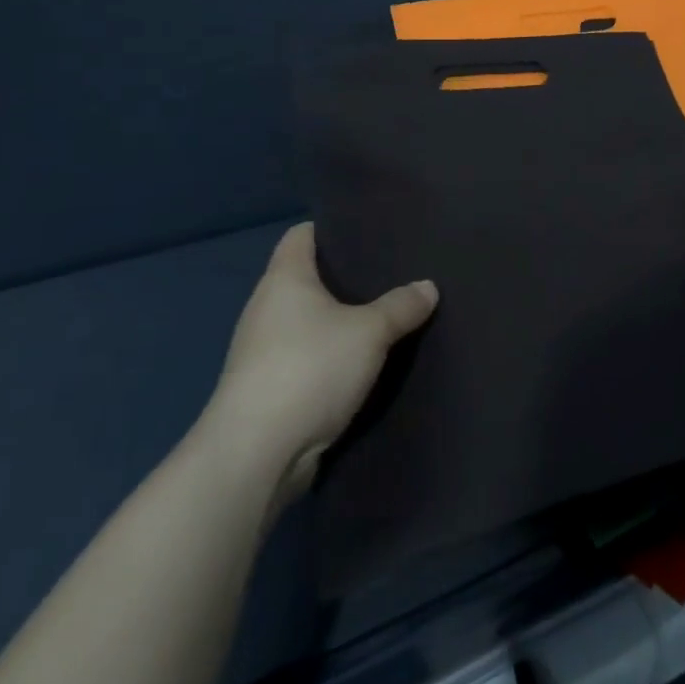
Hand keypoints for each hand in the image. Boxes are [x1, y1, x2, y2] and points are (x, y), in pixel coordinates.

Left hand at [201, 222, 436, 499]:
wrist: (256, 455)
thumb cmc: (310, 369)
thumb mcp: (369, 332)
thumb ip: (400, 306)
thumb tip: (428, 287)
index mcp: (284, 278)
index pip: (301, 234)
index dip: (332, 228)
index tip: (368, 231)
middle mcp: (265, 307)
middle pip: (306, 278)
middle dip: (343, 277)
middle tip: (389, 273)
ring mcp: (261, 351)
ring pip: (306, 321)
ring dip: (337, 321)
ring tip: (381, 316)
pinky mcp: (265, 389)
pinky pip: (304, 357)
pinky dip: (328, 356)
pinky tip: (359, 362)